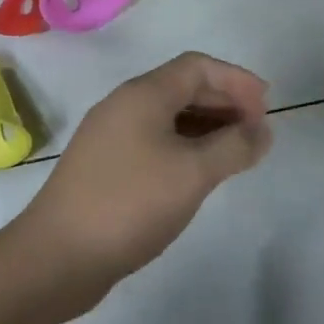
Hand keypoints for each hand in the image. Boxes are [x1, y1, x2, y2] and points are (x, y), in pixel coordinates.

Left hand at [16, 52, 273, 294]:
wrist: (56, 256)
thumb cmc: (130, 204)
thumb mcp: (193, 173)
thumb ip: (234, 147)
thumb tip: (262, 130)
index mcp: (142, 95)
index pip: (197, 66)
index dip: (236, 80)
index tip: (267, 107)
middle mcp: (123, 106)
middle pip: (182, 88)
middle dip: (224, 102)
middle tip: (256, 131)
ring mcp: (110, 136)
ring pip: (168, 117)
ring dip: (206, 127)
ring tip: (236, 153)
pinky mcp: (105, 166)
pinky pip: (154, 141)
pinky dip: (184, 147)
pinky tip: (198, 173)